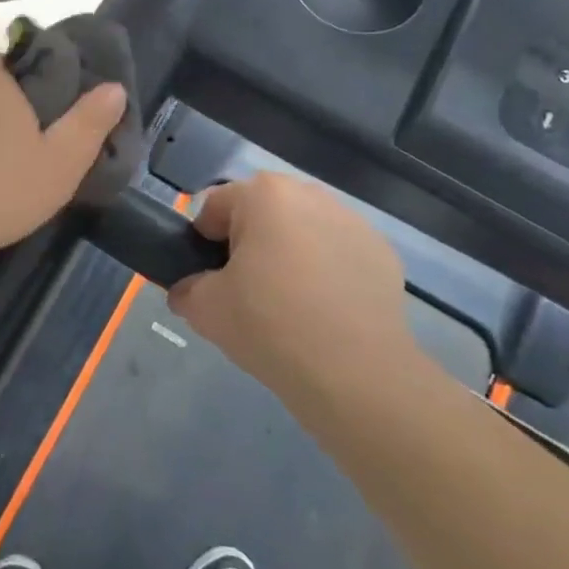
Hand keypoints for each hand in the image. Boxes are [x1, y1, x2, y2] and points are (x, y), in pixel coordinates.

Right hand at [167, 174, 414, 413]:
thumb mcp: (205, 309)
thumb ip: (186, 289)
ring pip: (302, 231)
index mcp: (264, 194)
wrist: (354, 374)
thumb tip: (190, 290)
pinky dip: (326, 273)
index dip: (203, 243)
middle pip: (262, 213)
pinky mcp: (382, 254)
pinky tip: (324, 313)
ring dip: (289, 255)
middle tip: (245, 291)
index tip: (209, 280)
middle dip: (249, 243)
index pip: (214, 207)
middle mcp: (310, 195)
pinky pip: (338, 255)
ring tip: (288, 304)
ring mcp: (353, 223)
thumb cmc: (269, 325)